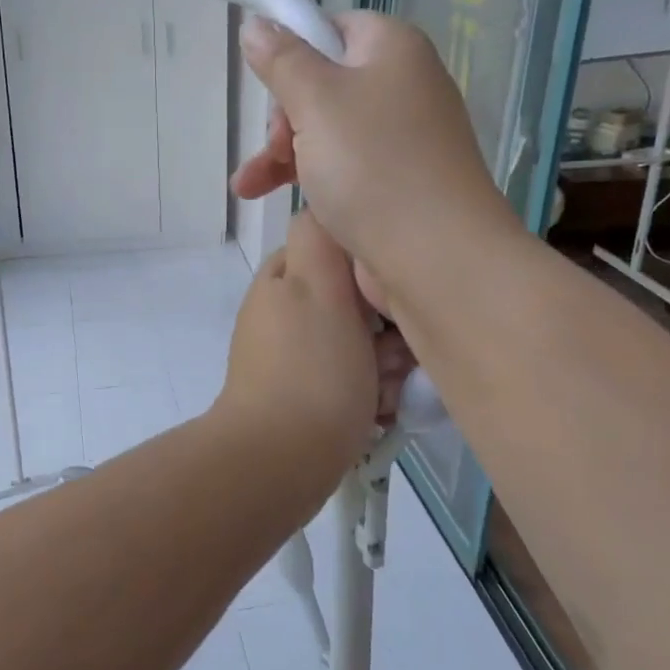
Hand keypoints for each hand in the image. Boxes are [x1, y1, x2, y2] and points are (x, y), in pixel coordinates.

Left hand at [214, 213, 408, 484]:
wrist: (277, 461)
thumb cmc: (311, 369)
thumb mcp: (321, 287)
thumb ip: (322, 239)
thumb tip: (326, 208)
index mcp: (283, 278)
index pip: (338, 250)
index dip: (372, 270)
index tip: (392, 296)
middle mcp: (283, 311)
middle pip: (353, 302)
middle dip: (384, 328)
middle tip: (391, 356)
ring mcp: (289, 357)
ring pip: (357, 344)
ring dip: (382, 365)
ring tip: (384, 391)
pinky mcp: (299, 397)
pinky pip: (347, 381)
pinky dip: (367, 394)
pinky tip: (377, 413)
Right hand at [230, 12, 520, 313]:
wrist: (435, 257)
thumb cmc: (372, 164)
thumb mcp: (315, 100)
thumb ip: (281, 60)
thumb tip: (256, 24)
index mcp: (392, 50)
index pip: (334, 27)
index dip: (295, 52)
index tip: (270, 84)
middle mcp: (402, 87)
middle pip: (323, 83)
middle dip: (284, 115)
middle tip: (276, 145)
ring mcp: (399, 139)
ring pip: (324, 130)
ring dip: (280, 153)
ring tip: (248, 185)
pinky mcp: (393, 183)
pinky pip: (339, 167)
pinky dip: (304, 177)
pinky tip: (263, 196)